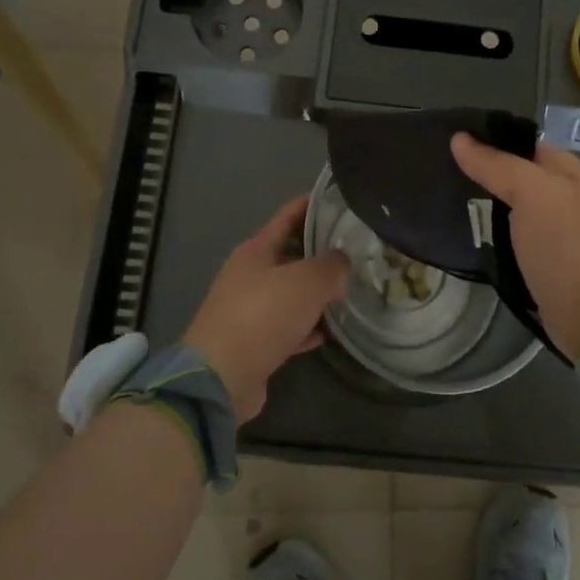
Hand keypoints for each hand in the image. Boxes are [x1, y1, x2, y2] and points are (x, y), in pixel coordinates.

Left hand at [182, 195, 350, 420]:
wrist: (221, 378)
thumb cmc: (263, 316)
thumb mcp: (306, 282)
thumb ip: (332, 266)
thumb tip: (342, 263)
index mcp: (256, 250)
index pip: (289, 215)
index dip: (314, 205)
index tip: (343, 201)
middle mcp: (250, 274)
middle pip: (292, 254)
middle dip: (322, 252)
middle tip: (358, 251)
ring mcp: (249, 309)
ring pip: (291, 292)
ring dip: (317, 292)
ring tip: (351, 290)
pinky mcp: (254, 342)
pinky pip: (288, 326)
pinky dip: (307, 326)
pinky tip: (330, 331)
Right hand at [450, 133, 579, 362]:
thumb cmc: (567, 246)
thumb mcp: (533, 194)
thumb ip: (497, 165)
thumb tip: (459, 138)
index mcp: (563, 170)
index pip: (517, 141)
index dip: (485, 137)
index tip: (445, 140)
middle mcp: (559, 194)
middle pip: (510, 173)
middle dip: (477, 171)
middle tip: (434, 171)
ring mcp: (550, 229)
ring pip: (506, 205)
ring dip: (478, 203)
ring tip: (437, 198)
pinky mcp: (539, 260)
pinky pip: (506, 236)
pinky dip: (486, 233)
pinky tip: (460, 232)